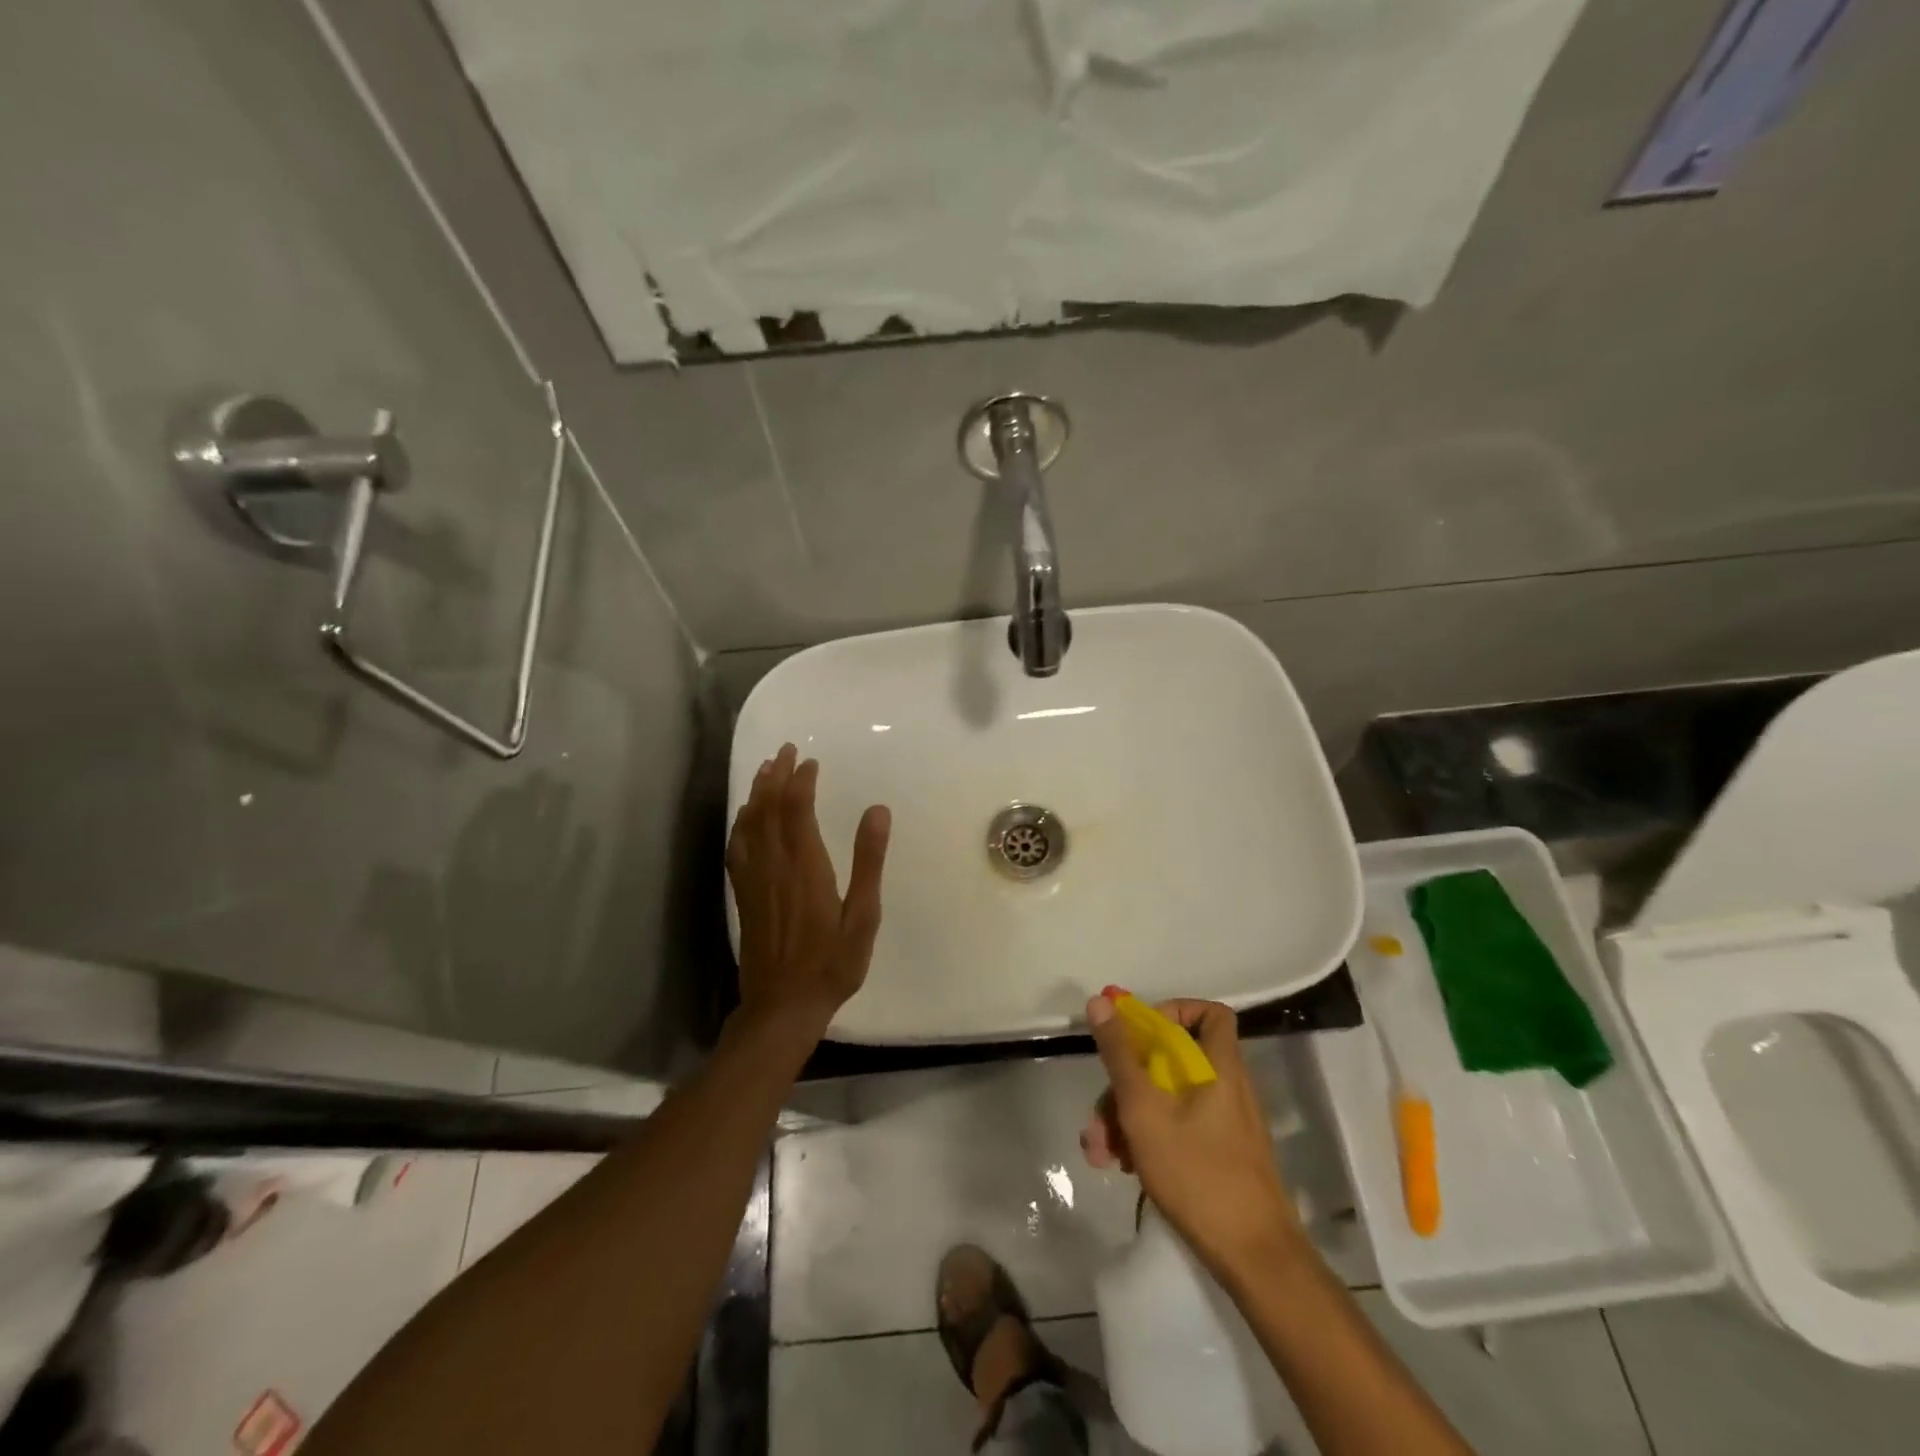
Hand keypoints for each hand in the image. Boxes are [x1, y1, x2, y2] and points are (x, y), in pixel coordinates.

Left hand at [726, 744, 890, 1042]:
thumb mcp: (863, 915)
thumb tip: (877, 810)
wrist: (783, 1006)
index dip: (801, 781)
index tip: (810, 761)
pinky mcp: (743, 895)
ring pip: (750, 824)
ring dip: (757, 793)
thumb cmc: (832, 962)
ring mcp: (754, 880)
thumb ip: (869, 861)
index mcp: (805, 866)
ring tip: (765, 770)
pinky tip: (745, 817)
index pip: (797, 809)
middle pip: (769, 808)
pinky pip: (737, 848)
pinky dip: (741, 823)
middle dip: (776, 776)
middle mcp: (774, 865)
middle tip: (785, 750)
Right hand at [1082, 996, 1303, 1282]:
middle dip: (1127, 1082)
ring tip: (1100, 1152)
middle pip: (1172, 1061)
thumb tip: (1101, 1000)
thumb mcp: (1144, 1109)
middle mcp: (1226, 1086)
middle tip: (1099, 1113)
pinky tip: (1124, 1166)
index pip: (1208, 1012)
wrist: (1255, 1258)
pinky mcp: (1220, 1153)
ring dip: (1129, 1116)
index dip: (1172, 1011)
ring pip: (1169, 1098)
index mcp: (1219, 1066)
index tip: (1138, 1035)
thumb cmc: (1197, 1172)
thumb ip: (1120, 1054)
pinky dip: (1149, 1137)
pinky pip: (1179, 1126)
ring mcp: (1225, 1122)